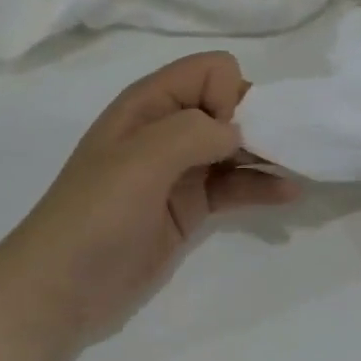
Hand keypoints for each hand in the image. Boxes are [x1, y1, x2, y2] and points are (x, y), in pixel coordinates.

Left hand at [0, 53, 299, 354]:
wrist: (61, 290)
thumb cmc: (95, 216)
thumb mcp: (139, 161)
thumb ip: (192, 132)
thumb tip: (236, 132)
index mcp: (149, 103)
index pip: (211, 70)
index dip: (228, 95)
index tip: (225, 135)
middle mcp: (168, 128)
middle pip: (229, 104)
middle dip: (259, 121)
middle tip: (278, 151)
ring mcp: (180, 170)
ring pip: (236, 146)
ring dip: (267, 152)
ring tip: (299, 167)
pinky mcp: (190, 206)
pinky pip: (235, 185)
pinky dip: (261, 185)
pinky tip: (288, 193)